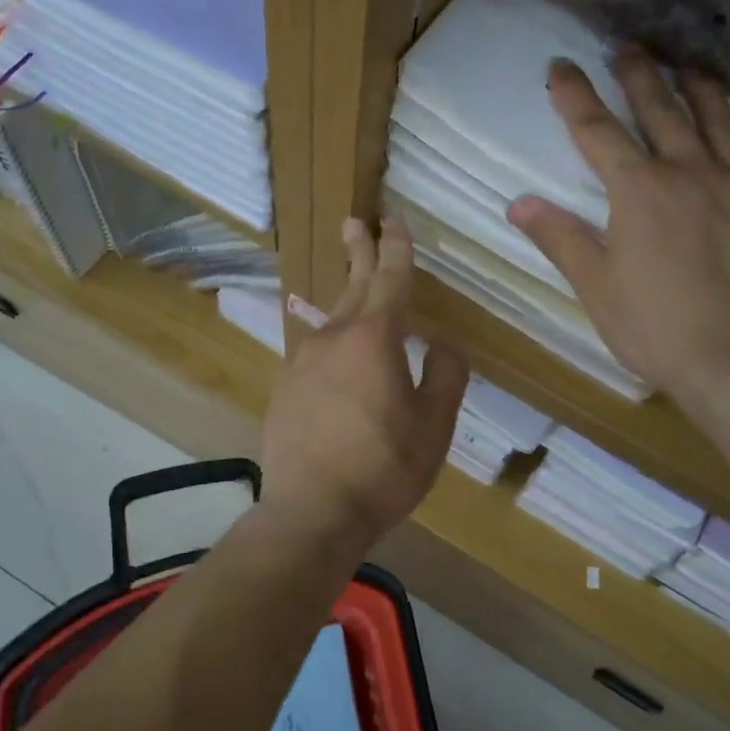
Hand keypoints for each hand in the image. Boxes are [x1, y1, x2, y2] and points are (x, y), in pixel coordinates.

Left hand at [260, 214, 468, 546]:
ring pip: (330, 321)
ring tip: (353, 291)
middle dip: (359, 252)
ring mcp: (301, 362)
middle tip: (355, 223)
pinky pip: (315, 354)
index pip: (390, 278)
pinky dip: (332, 344)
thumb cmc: (383, 467)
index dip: (396, 247)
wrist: (311, 512)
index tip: (393, 219)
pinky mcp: (284, 389)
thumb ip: (445, 375)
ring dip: (345, 299)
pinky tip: (338, 361)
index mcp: (374, 338)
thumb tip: (441, 346)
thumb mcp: (434, 425)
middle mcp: (332, 338)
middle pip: (352, 286)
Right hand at [507, 51, 729, 417]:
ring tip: (689, 68)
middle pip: (660, 109)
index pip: (597, 131)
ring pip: (718, 118)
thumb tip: (519, 204)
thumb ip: (561, 239)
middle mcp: (690, 171)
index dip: (575, 96)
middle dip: (639, 75)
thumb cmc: (657, 329)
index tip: (561, 66)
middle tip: (627, 47)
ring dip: (698, 88)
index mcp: (638, 191)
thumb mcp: (596, 289)